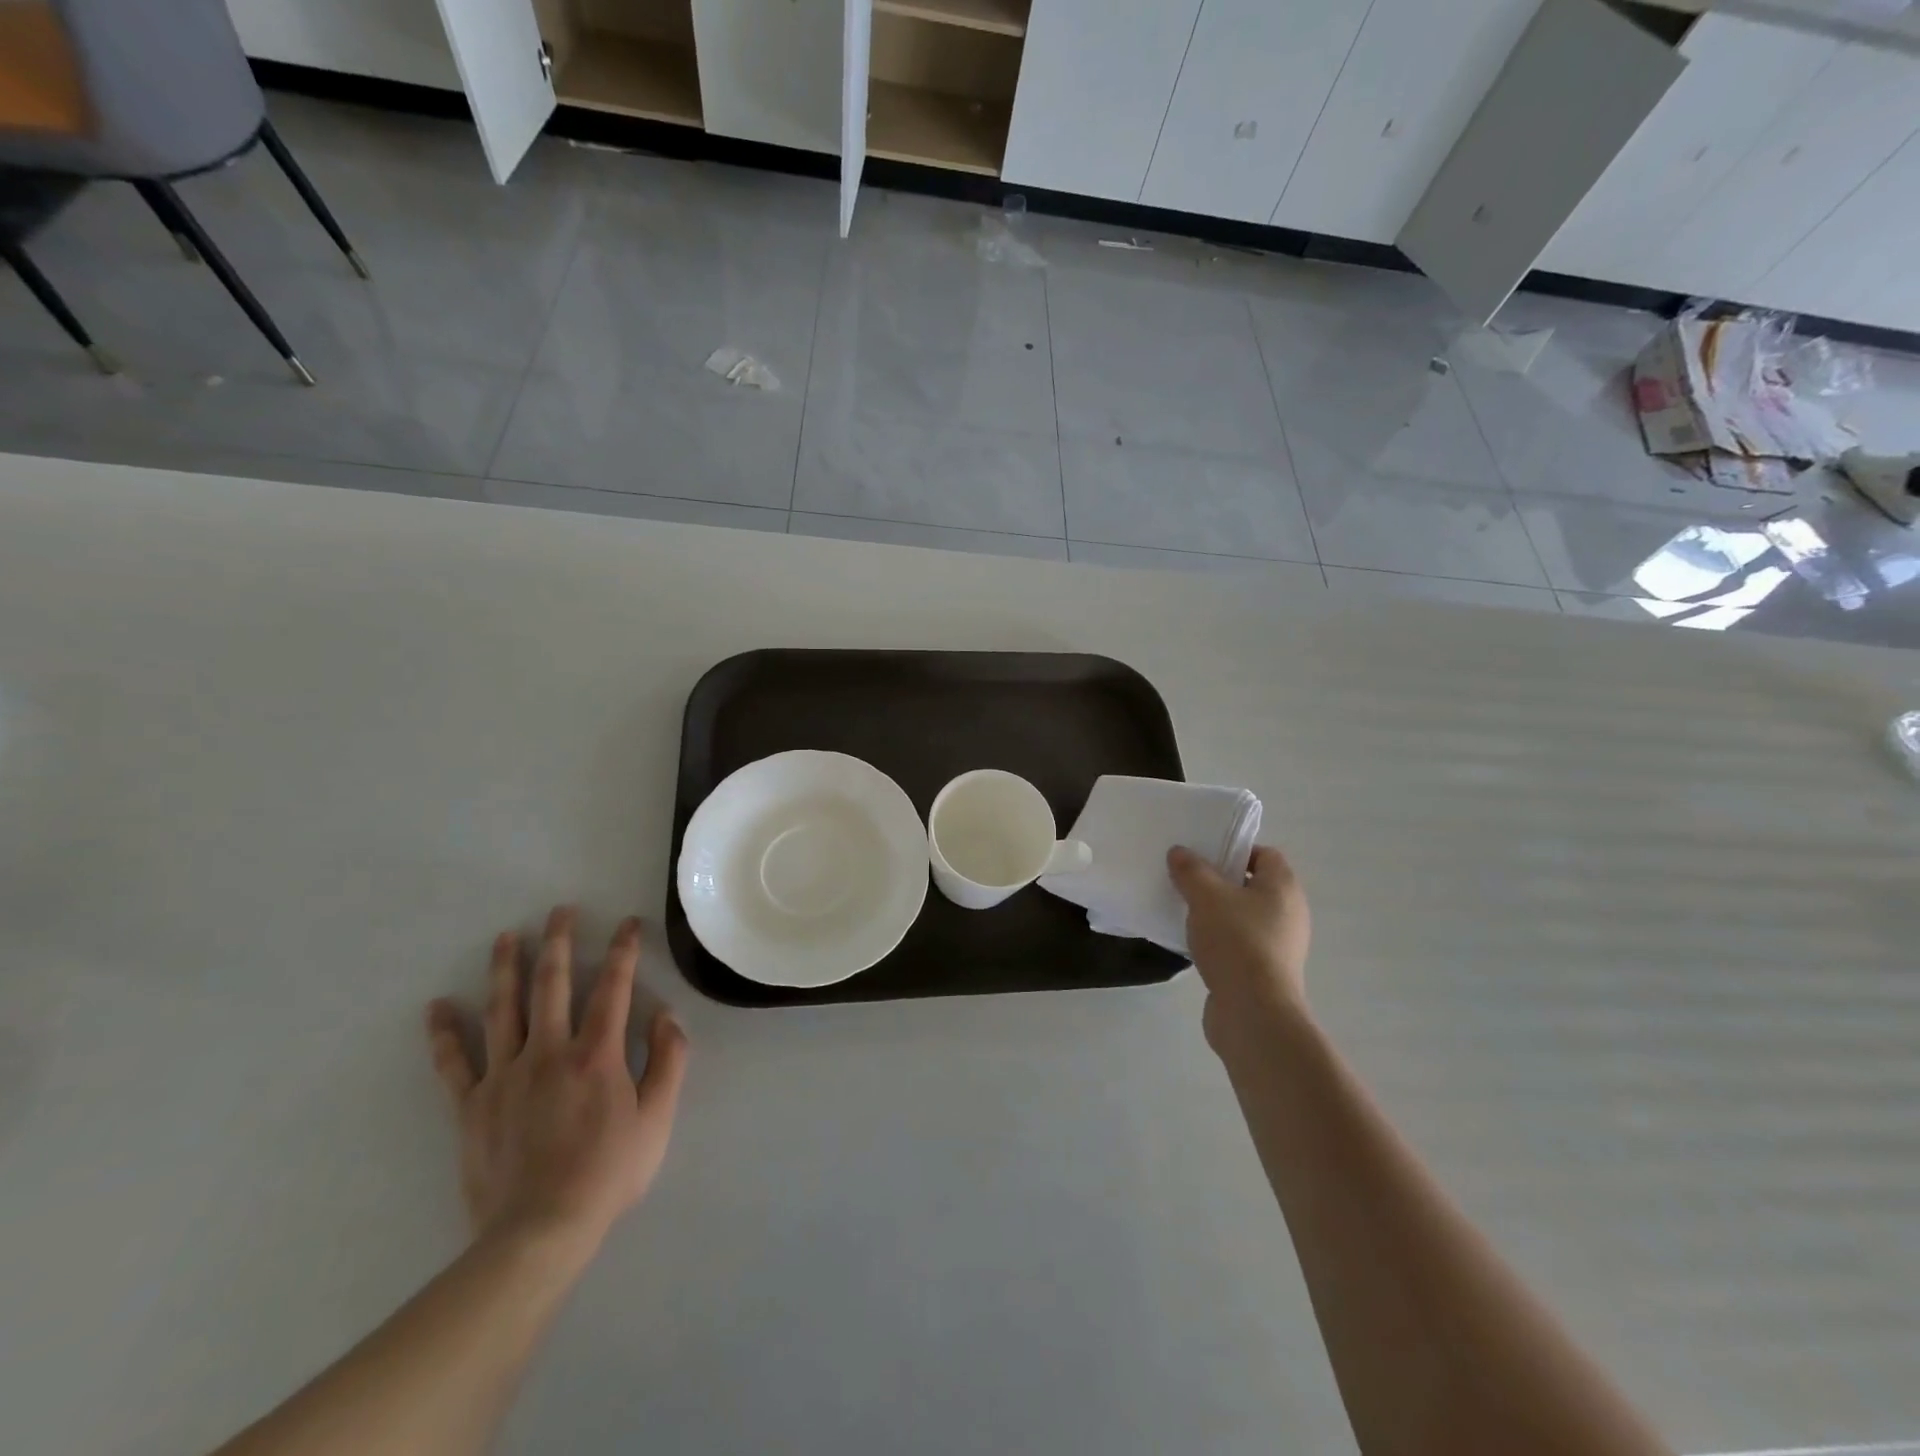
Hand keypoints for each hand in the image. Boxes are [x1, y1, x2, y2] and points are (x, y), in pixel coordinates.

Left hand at [426, 907, 690, 1254]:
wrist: (539, 1232)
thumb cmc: (608, 1172)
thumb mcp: (657, 1118)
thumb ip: (668, 1060)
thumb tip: (666, 1015)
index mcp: (596, 1054)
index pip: (613, 987)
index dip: (623, 951)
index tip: (628, 924)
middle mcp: (548, 1052)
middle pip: (552, 984)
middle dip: (558, 942)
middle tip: (560, 911)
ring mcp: (505, 1076)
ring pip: (503, 1010)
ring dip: (505, 969)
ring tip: (506, 937)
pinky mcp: (472, 1105)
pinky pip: (454, 1063)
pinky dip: (444, 1033)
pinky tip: (437, 1007)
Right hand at [1168, 845, 1310, 1052]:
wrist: (1254, 1012)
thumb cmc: (1236, 941)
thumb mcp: (1205, 896)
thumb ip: (1190, 870)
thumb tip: (1179, 852)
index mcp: (1283, 887)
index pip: (1264, 854)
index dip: (1234, 850)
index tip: (1202, 856)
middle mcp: (1288, 913)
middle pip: (1252, 885)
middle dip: (1219, 882)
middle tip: (1187, 880)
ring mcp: (1279, 945)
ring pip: (1243, 916)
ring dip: (1216, 913)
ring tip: (1184, 912)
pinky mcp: (1265, 972)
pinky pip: (1239, 944)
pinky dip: (1219, 941)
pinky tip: (1194, 944)